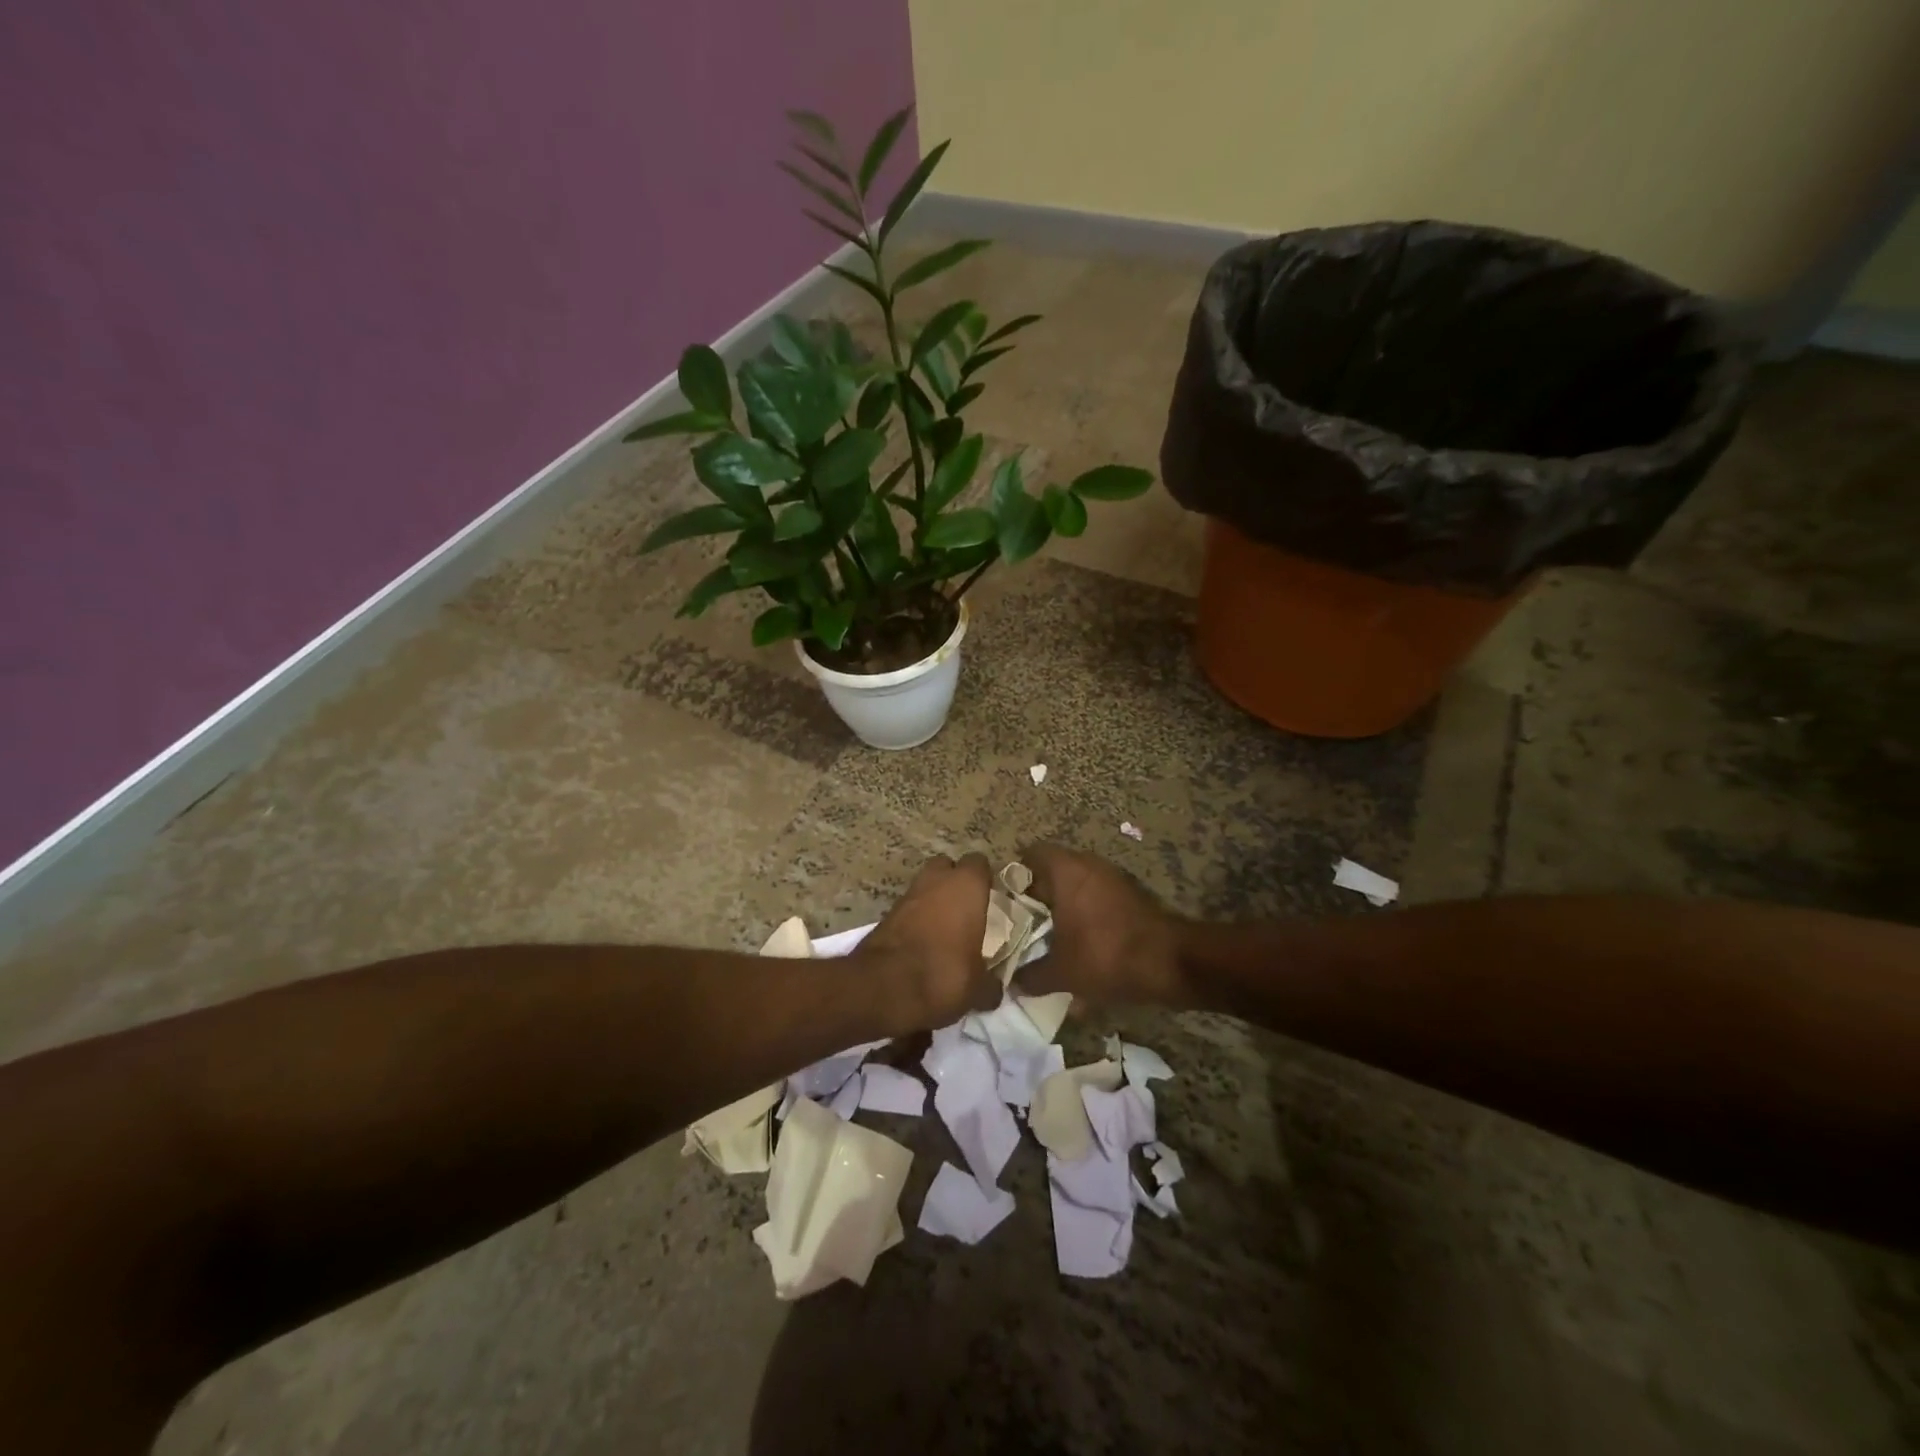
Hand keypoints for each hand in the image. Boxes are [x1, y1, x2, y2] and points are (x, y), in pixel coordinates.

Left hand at [855, 854, 997, 1032]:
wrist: (883, 987)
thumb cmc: (944, 974)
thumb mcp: (978, 988)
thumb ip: (990, 984)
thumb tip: (994, 989)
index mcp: (966, 886)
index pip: (979, 863)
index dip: (984, 878)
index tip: (990, 897)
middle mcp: (935, 881)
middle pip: (946, 867)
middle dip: (954, 883)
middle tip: (966, 910)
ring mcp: (907, 895)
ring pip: (924, 887)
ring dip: (933, 902)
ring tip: (945, 932)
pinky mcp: (885, 914)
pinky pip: (908, 909)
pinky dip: (915, 921)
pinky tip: (922, 945)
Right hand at [1016, 843, 1184, 1005]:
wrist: (1173, 963)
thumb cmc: (1107, 955)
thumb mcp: (1062, 973)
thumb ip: (1031, 976)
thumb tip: (1012, 983)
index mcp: (1066, 870)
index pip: (1030, 854)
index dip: (1013, 876)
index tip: (1003, 903)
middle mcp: (1088, 865)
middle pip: (1052, 872)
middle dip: (1036, 897)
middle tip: (1020, 925)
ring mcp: (1112, 878)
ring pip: (1076, 887)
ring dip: (1062, 908)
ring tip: (1047, 939)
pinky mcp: (1130, 896)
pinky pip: (1095, 899)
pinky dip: (1084, 916)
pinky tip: (1078, 946)